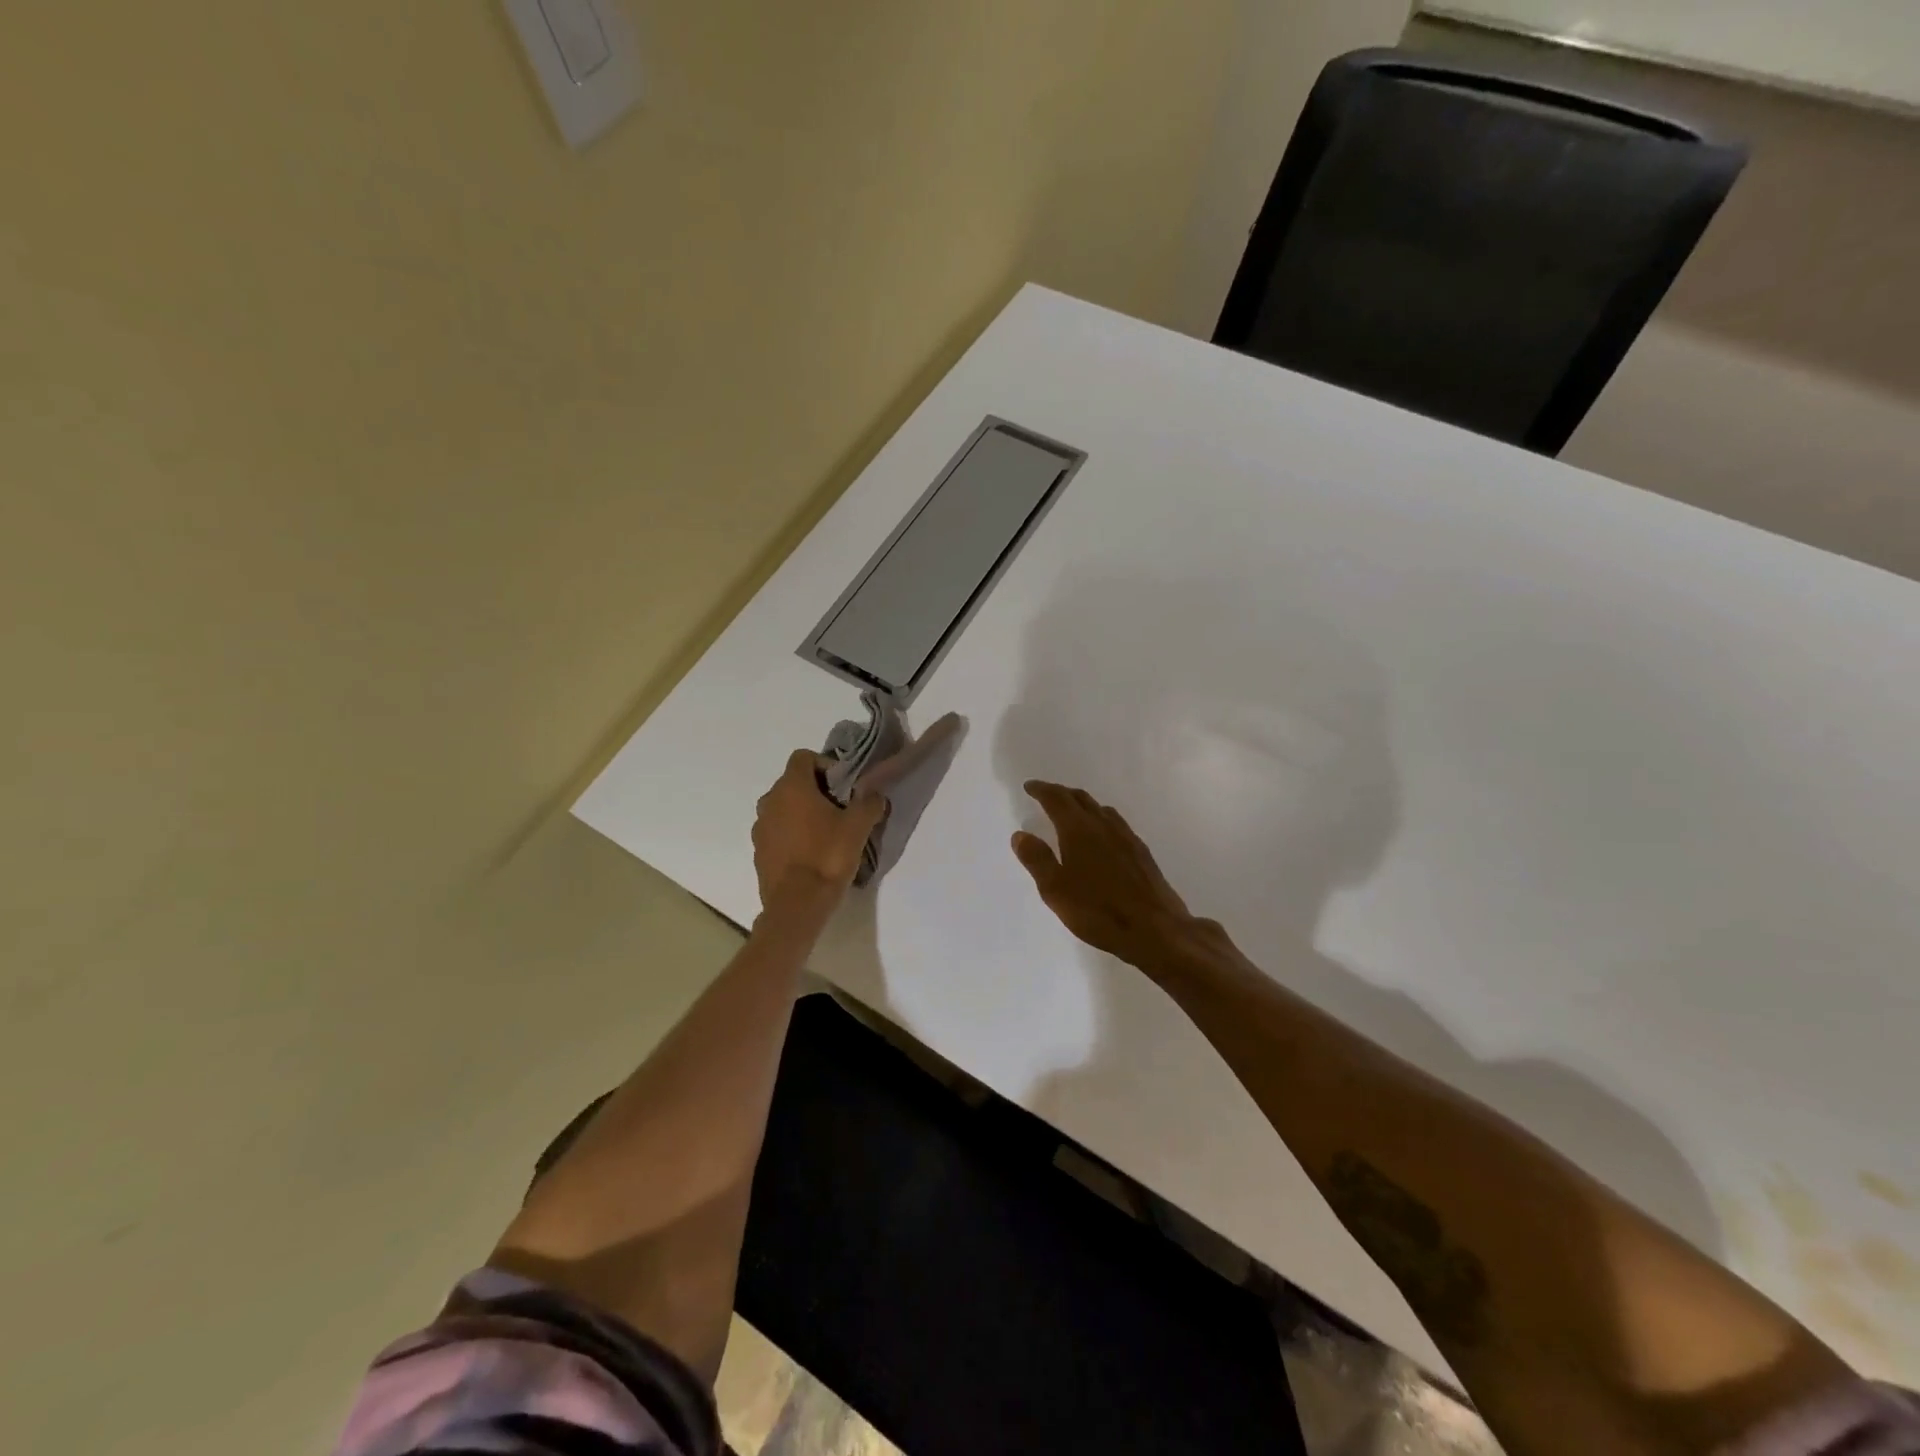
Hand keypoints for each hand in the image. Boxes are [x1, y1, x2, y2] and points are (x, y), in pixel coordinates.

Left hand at [752, 750, 886, 909]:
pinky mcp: (759, 851)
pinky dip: (793, 835)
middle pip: (793, 783)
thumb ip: (869, 803)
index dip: (825, 764)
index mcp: (791, 787)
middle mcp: (769, 801)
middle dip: (817, 791)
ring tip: (827, 833)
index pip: (803, 757)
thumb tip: (874, 794)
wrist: (796, 905)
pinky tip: (812, 854)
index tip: (843, 785)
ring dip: (803, 813)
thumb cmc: (827, 856)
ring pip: (784, 808)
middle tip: (841, 809)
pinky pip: (778, 832)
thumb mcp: (858, 827)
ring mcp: (760, 827)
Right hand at [1012, 782, 1207, 973]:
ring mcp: (1126, 837)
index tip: (1029, 786)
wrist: (1156, 929)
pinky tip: (1101, 836)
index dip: (1041, 790)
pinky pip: (1115, 823)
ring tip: (1071, 813)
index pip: (1057, 799)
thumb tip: (1020, 835)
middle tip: (1046, 795)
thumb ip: (1037, 860)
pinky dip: (1100, 819)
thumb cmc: (1098, 911)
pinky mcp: (1141, 852)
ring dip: (1082, 804)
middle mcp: (1103, 825)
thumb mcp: (1056, 890)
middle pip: (1080, 798)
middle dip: (1061, 793)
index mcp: (1079, 830)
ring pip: (1100, 809)